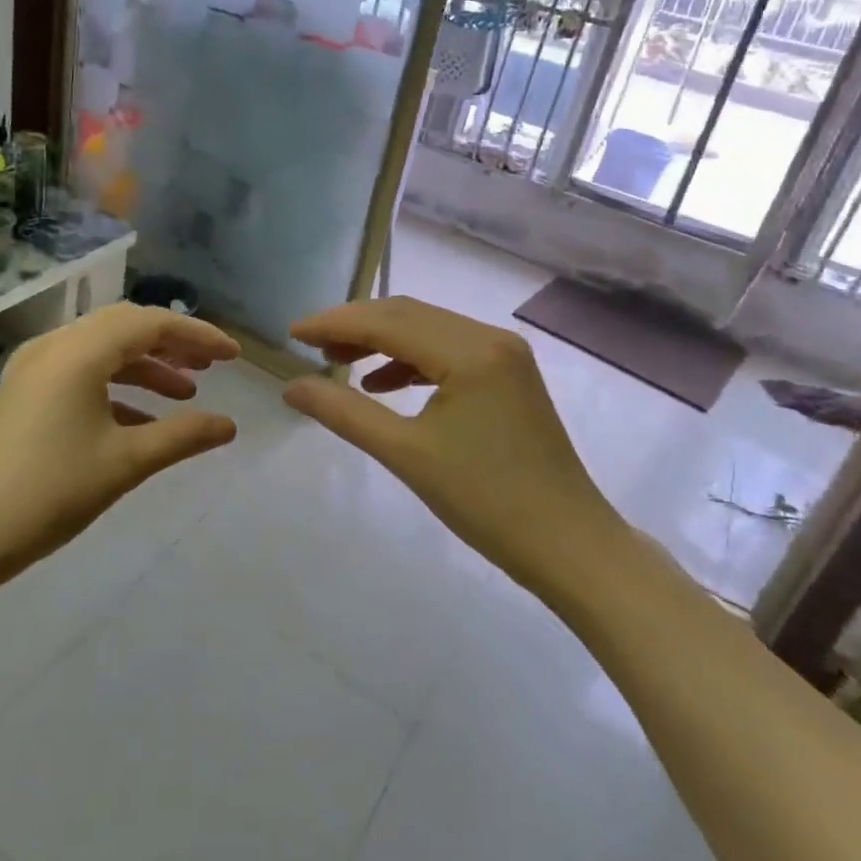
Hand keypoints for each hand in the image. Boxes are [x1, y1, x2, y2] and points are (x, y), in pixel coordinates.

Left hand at [0, 305, 240, 581]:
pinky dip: (117, 385)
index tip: (233, 355)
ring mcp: (34, 368)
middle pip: (126, 327)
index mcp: (79, 352)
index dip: (197, 334)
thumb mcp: (125, 463)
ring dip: (146, 366)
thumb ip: (182, 436)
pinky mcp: (24, 392)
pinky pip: (81, 372)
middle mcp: (55, 346)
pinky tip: (141, 420)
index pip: (151, 324)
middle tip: (211, 366)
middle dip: (172, 344)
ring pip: (103, 349)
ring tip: (185, 392)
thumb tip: (229, 425)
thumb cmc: (50, 493)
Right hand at [283, 297, 617, 590]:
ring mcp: (504, 353)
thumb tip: (291, 387)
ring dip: (381, 341)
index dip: (335, 322)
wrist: (569, 545)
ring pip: (427, 329)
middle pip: (407, 315)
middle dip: (354, 326)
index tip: (291, 332)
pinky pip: (448, 349)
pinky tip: (382, 382)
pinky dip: (410, 359)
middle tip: (309, 344)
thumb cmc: (486, 502)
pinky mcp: (509, 373)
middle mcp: (489, 337)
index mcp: (470, 351)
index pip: (388, 321)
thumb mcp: (406, 455)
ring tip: (338, 359)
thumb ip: (344, 413)